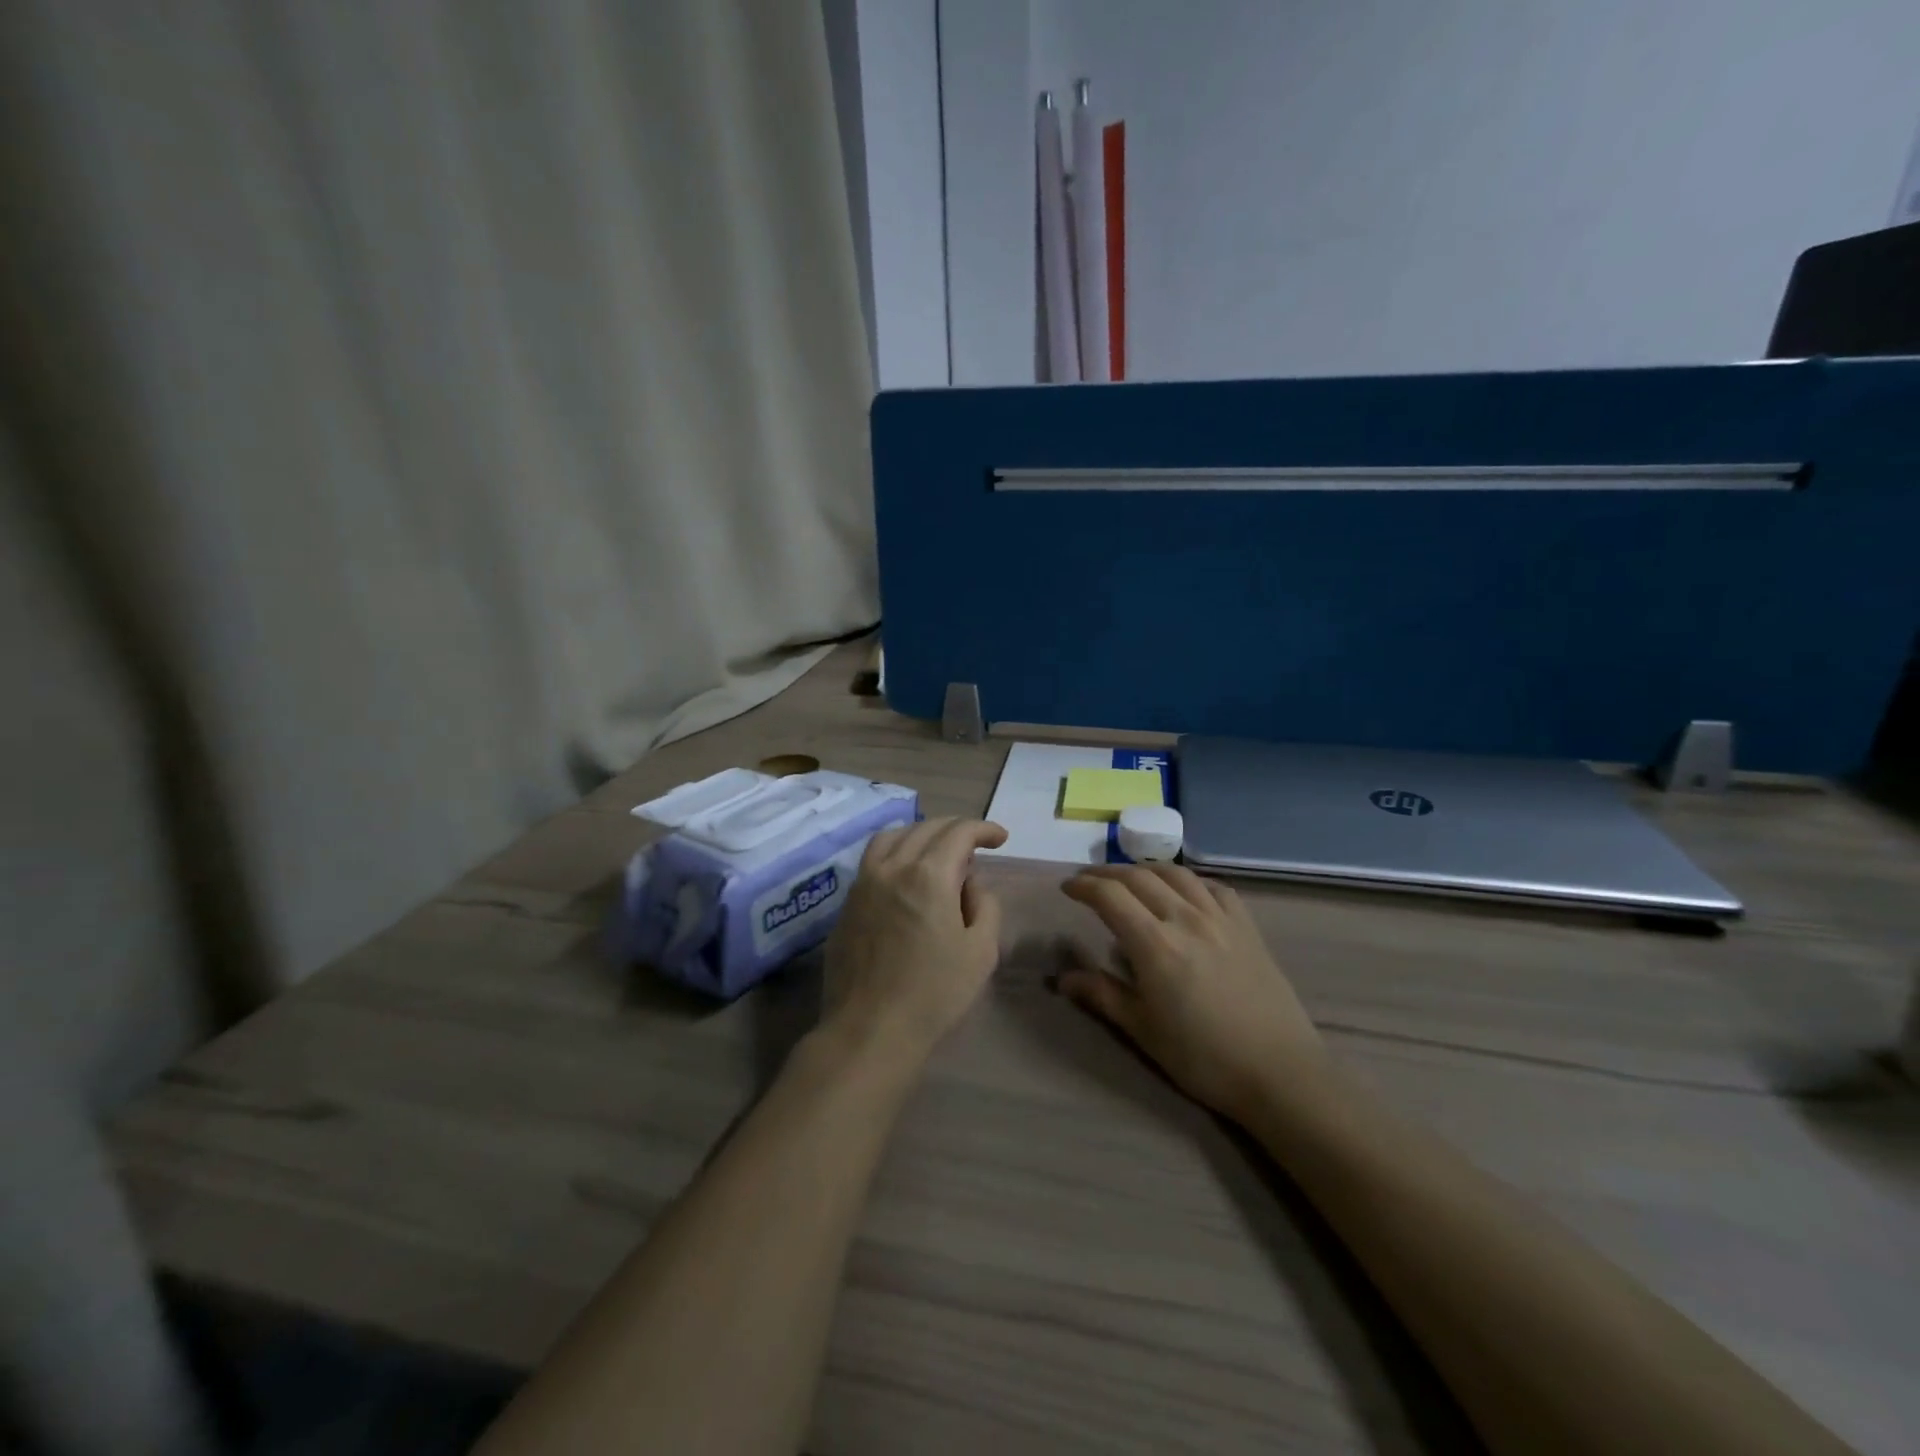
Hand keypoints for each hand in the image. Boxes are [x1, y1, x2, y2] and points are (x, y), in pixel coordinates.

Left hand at [821, 817, 1008, 1068]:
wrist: (870, 1028)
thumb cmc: (934, 993)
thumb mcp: (981, 951)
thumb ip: (985, 905)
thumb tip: (970, 883)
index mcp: (929, 875)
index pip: (960, 832)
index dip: (984, 829)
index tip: (1000, 838)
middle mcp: (893, 867)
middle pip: (926, 827)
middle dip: (957, 829)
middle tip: (976, 845)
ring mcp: (864, 882)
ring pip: (893, 836)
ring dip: (922, 833)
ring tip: (938, 851)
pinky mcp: (847, 901)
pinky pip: (873, 859)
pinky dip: (895, 850)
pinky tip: (906, 872)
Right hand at [1059, 864, 1325, 1121]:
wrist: (1281, 1073)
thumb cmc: (1204, 1058)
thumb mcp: (1144, 1031)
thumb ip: (1103, 995)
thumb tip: (1062, 978)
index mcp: (1155, 944)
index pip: (1110, 896)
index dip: (1083, 886)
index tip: (1066, 888)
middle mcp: (1185, 918)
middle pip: (1139, 877)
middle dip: (1107, 874)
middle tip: (1088, 881)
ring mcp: (1220, 918)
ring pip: (1176, 874)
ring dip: (1145, 869)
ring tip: (1130, 878)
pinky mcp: (1247, 927)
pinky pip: (1213, 887)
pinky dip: (1189, 881)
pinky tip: (1183, 892)